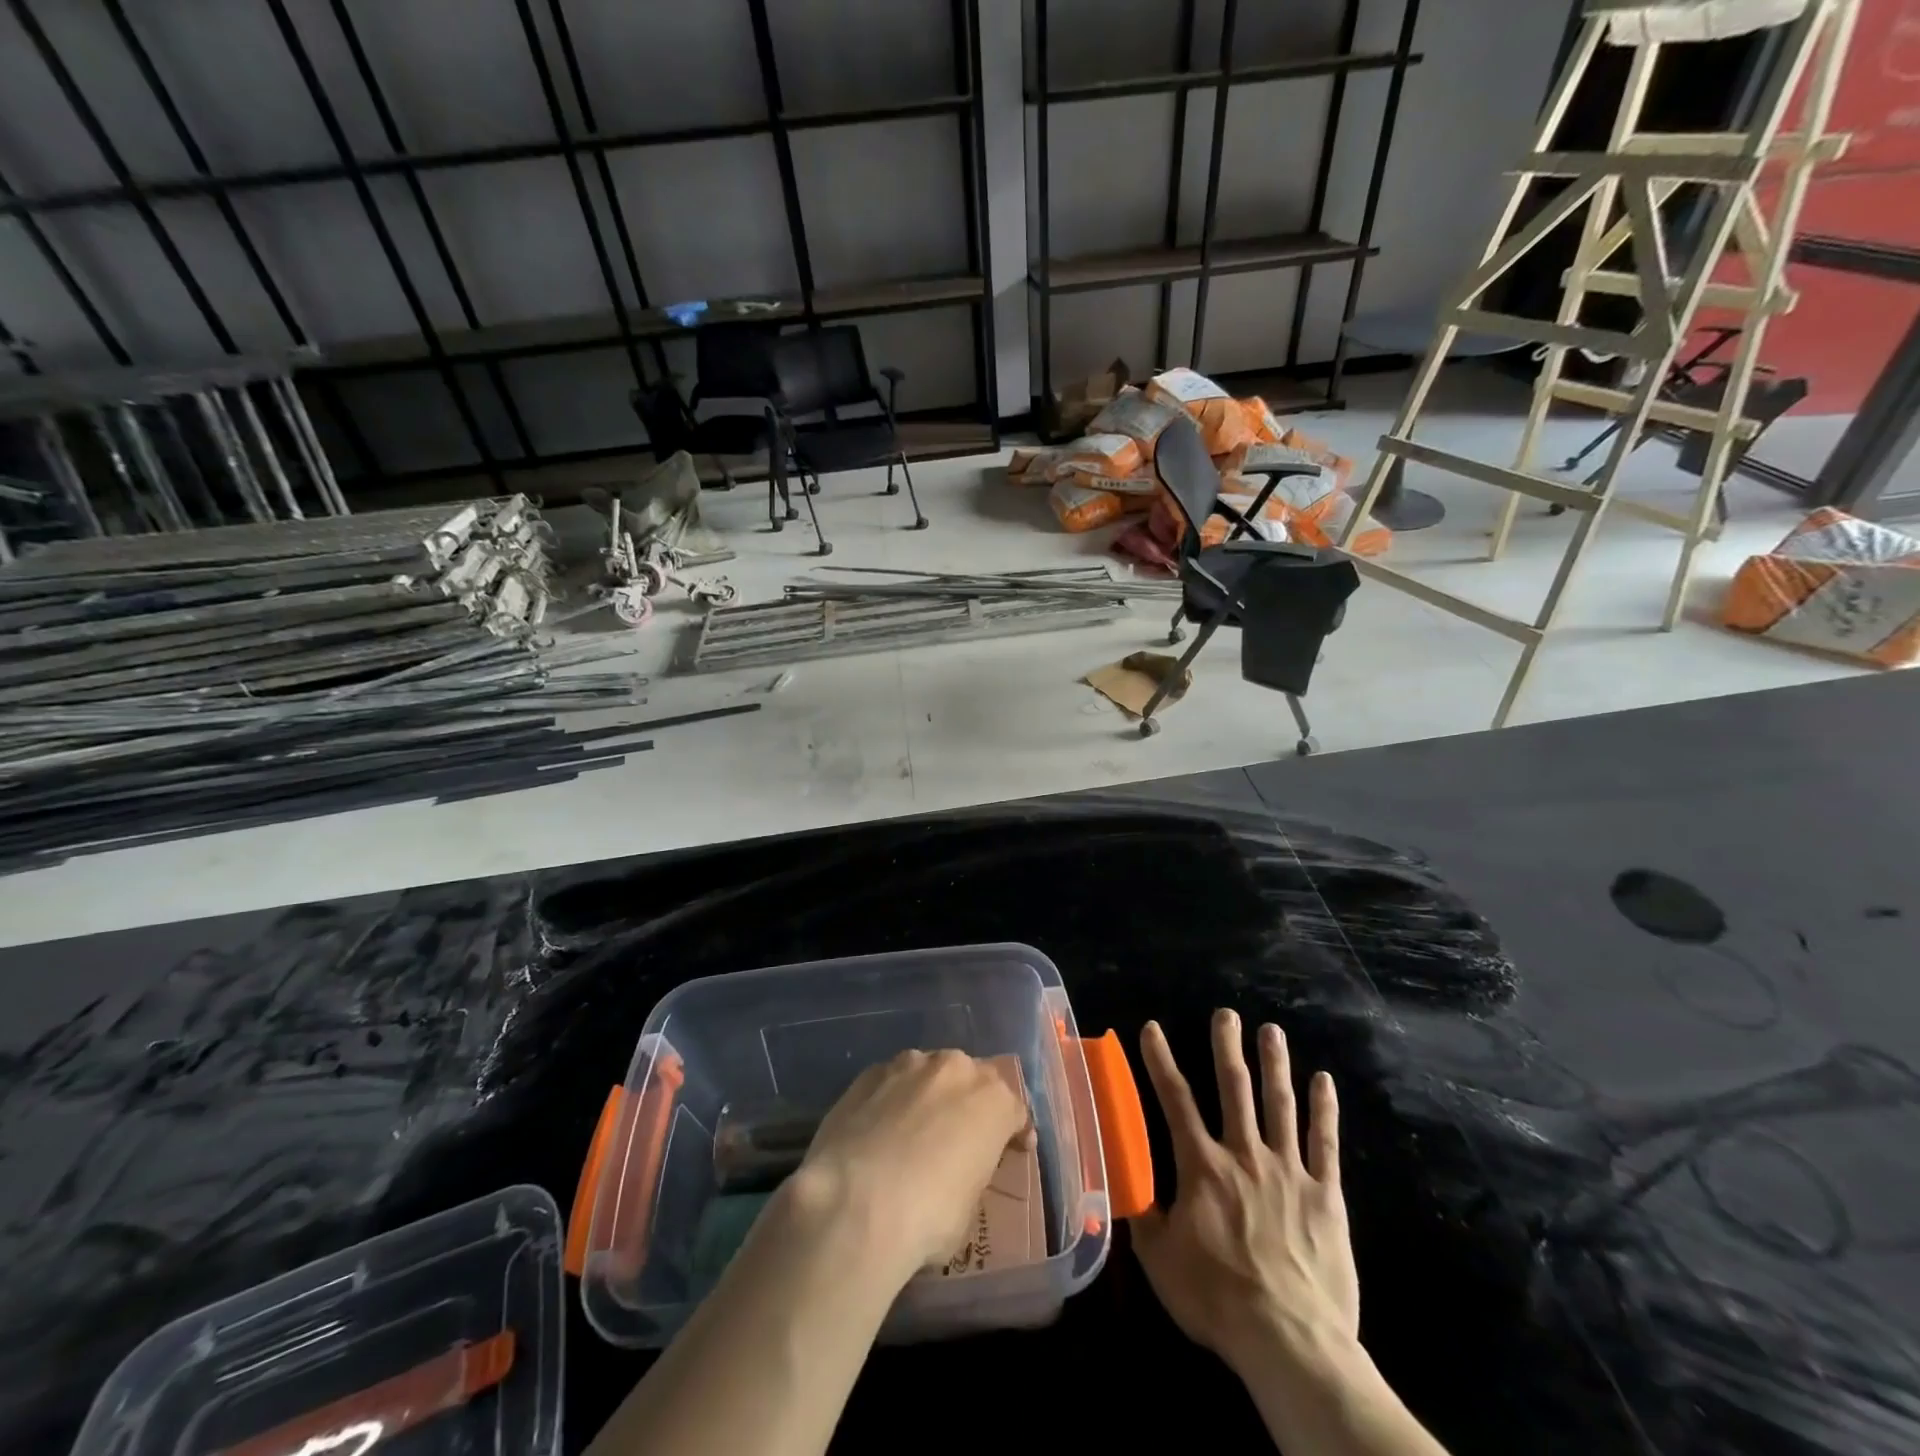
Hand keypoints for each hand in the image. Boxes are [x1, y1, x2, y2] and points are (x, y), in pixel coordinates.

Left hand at [789, 1049, 1031, 1285]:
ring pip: (929, 1073)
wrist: (855, 1202)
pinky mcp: (869, 1072)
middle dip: (970, 1103)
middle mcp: (955, 1068)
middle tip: (960, 1136)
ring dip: (929, 1095)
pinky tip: (879, 1129)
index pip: (1015, 1110)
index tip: (1014, 1150)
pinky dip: (892, 1099)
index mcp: (993, 1100)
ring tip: (914, 1129)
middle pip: (972, 1079)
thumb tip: (954, 1172)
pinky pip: (891, 1082)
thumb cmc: (928, 1216)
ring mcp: (909, 1064)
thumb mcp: (969, 1206)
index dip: (1014, 1132)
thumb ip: (970, 1171)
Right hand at [1132, 1012, 1358, 1375]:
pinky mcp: (1324, 1195)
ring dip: (1274, 1063)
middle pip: (1233, 1088)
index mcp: (1202, 1166)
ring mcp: (1288, 1170)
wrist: (1289, 1340)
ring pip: (1279, 1104)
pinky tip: (1323, 1080)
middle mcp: (1243, 1154)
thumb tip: (1123, 1186)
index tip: (1152, 1027)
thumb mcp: (1161, 1261)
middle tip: (1226, 1013)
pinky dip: (1323, 1109)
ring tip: (1271, 1030)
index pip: (1175, 1100)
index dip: (1160, 1060)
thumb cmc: (1217, 1298)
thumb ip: (1143, 1216)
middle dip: (1227, 1046)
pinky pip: (1324, 1142)